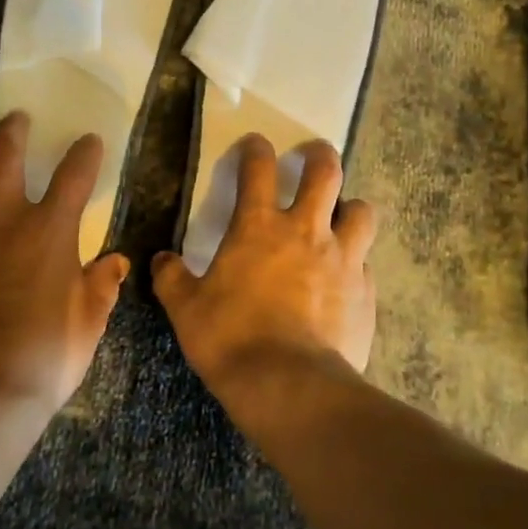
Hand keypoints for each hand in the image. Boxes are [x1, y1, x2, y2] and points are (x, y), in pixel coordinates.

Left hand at [0, 112, 128, 416]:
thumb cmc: (44, 356)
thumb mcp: (88, 323)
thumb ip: (102, 286)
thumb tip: (116, 262)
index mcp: (50, 230)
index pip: (74, 174)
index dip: (85, 153)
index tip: (89, 141)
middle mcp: (4, 218)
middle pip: (5, 155)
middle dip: (14, 131)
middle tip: (17, 119)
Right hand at [152, 136, 377, 401]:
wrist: (289, 385)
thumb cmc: (231, 339)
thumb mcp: (186, 309)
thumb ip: (172, 279)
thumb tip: (161, 261)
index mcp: (258, 227)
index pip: (258, 168)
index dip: (255, 148)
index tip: (255, 143)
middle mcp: (305, 230)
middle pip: (325, 172)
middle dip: (319, 155)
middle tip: (314, 154)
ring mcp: (342, 258)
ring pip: (361, 211)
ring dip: (351, 206)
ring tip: (342, 214)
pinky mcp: (365, 290)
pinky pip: (366, 262)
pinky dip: (357, 260)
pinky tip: (346, 276)